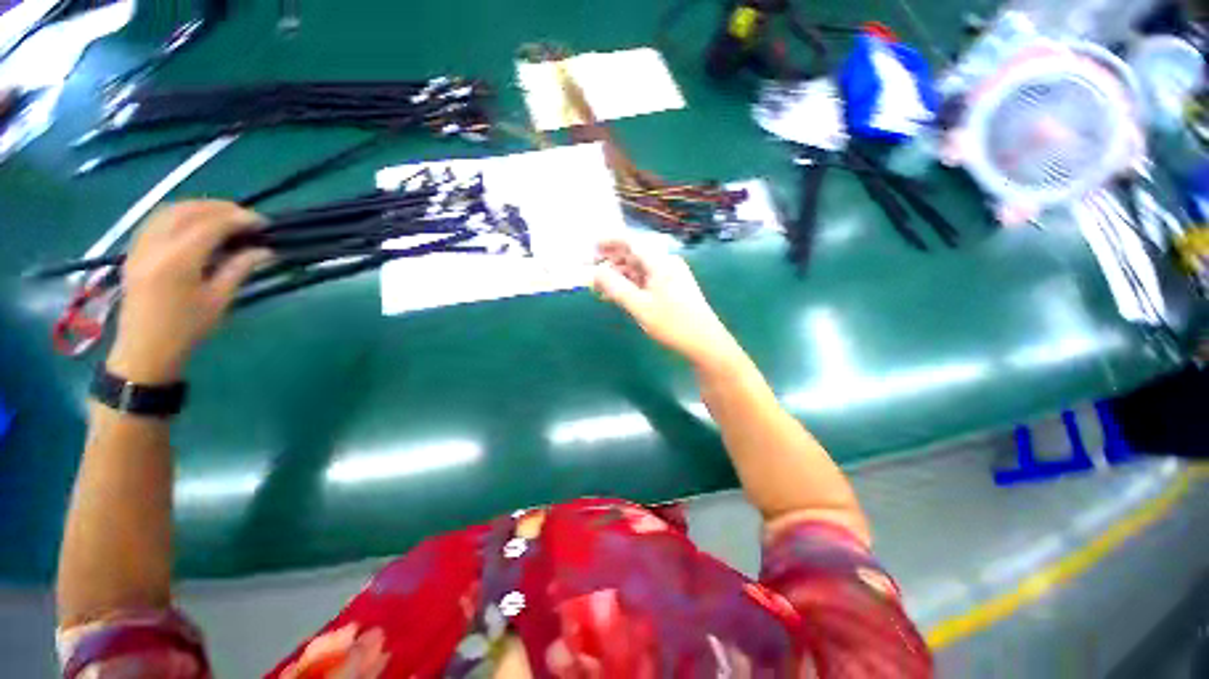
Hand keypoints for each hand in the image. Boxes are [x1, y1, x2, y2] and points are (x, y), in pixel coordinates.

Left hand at [106, 201, 270, 383]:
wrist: (145, 349)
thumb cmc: (187, 329)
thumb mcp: (219, 300)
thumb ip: (239, 268)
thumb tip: (265, 251)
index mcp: (178, 260)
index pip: (211, 224)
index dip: (239, 219)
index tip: (263, 223)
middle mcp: (155, 245)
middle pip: (189, 210)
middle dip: (221, 208)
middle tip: (247, 218)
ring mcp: (140, 245)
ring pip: (170, 210)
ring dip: (200, 207)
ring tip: (225, 217)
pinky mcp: (135, 250)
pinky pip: (157, 219)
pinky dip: (180, 214)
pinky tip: (196, 223)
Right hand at [592, 239, 740, 368]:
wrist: (705, 342)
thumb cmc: (673, 323)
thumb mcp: (639, 306)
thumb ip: (615, 287)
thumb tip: (596, 271)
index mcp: (660, 262)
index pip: (631, 242)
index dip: (609, 242)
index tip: (591, 248)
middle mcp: (666, 263)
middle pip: (634, 255)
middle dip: (612, 261)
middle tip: (591, 272)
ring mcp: (670, 275)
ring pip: (639, 269)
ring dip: (620, 275)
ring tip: (601, 288)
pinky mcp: (672, 288)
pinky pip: (646, 280)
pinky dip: (631, 285)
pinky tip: (619, 295)